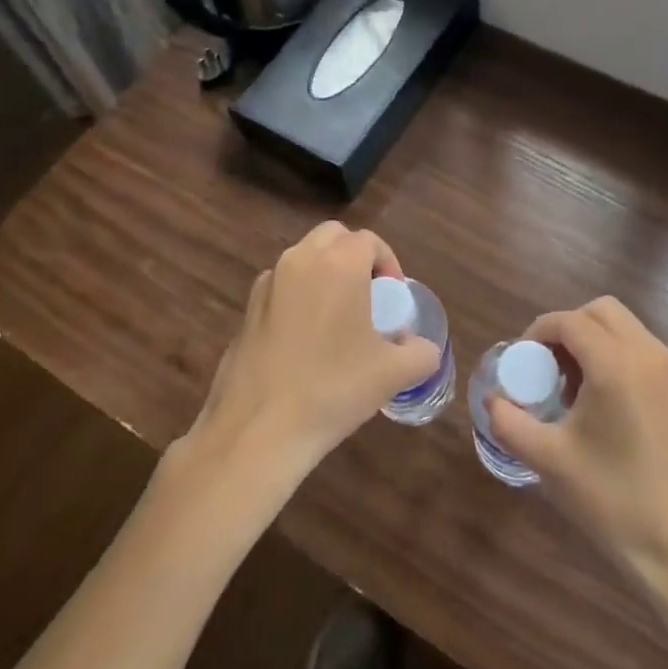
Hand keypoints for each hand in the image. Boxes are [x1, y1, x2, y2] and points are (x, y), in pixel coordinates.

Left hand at [180, 221, 441, 494]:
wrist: (257, 431)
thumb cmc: (333, 390)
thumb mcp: (393, 374)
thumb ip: (420, 352)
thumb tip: (420, 348)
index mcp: (338, 265)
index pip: (369, 241)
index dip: (388, 264)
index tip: (392, 299)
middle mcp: (299, 261)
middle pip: (333, 237)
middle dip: (354, 257)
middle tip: (367, 298)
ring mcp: (267, 284)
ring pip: (303, 259)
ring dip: (324, 274)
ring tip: (337, 321)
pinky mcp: (246, 310)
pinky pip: (281, 287)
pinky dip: (298, 297)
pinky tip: (304, 342)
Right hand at [489, 297, 667, 594]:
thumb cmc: (613, 502)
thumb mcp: (549, 461)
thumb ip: (510, 422)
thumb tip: (492, 401)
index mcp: (616, 364)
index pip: (570, 321)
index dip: (539, 331)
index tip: (525, 358)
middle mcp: (653, 355)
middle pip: (604, 311)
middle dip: (572, 327)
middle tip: (553, 367)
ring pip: (633, 332)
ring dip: (601, 344)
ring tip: (585, 392)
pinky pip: (656, 360)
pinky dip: (630, 365)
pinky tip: (622, 413)